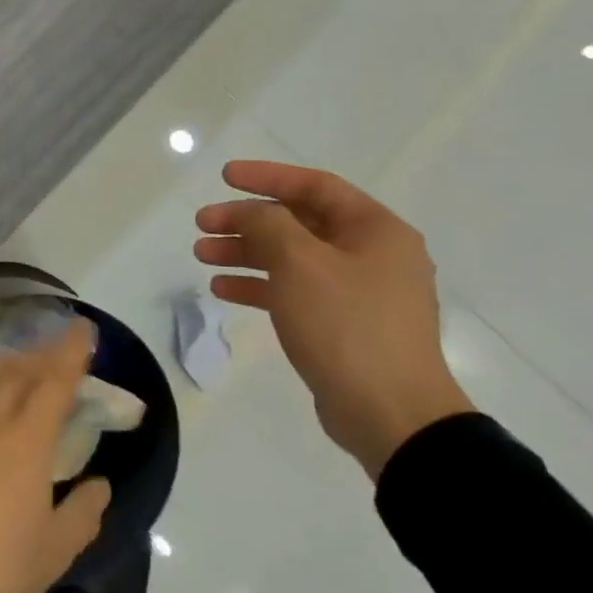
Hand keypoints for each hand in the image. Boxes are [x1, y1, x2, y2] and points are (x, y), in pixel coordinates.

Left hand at [0, 321, 110, 592]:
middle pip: (17, 373)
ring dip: (10, 365)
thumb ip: (82, 514)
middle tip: (60, 345)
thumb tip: (100, 485)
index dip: (71, 354)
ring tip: (24, 361)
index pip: (53, 384)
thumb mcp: (52, 555)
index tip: (84, 329)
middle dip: (43, 354)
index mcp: (23, 444)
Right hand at [194, 160, 473, 478]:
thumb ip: (267, 224)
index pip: (315, 186)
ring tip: (202, 255)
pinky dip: (259, 286)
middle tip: (202, 224)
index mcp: (375, 231)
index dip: (267, 177)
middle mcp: (371, 255)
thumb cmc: (346, 325)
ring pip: (291, 258)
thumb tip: (249, 213)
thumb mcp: (299, 262)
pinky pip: (294, 291)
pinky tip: (222, 289)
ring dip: (245, 252)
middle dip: (246, 220)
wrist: (390, 415)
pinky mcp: (342, 326)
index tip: (224, 177)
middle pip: (298, 222)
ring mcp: (358, 293)